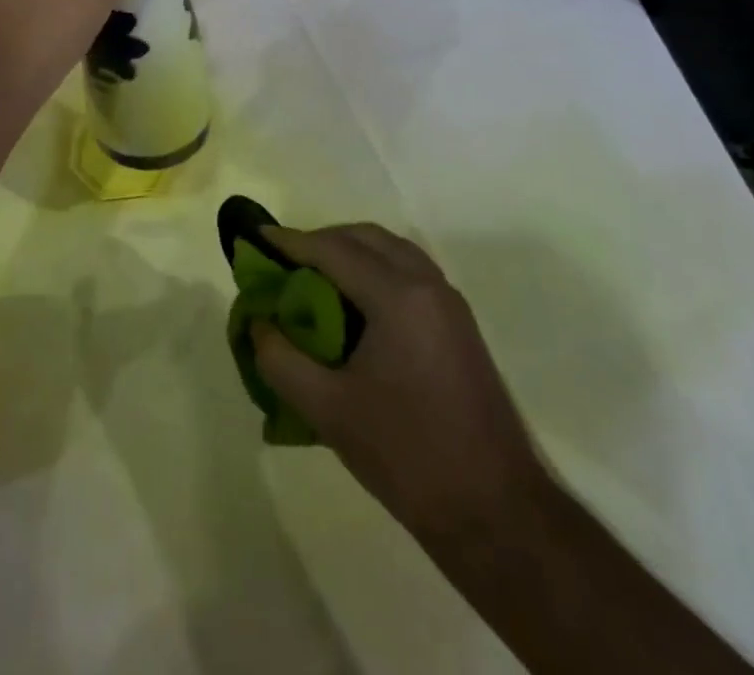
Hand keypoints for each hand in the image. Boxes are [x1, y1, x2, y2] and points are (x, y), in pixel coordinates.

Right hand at [251, 224, 550, 549]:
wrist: (498, 515)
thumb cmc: (408, 455)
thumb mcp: (328, 410)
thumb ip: (280, 361)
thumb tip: (257, 326)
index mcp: (398, 297)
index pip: (333, 250)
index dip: (290, 242)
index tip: (256, 237)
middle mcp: (427, 286)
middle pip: (366, 238)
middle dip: (322, 240)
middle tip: (285, 261)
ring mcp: (450, 305)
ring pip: (392, 251)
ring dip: (352, 251)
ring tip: (315, 278)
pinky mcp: (460, 327)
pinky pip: (410, 273)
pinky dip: (376, 269)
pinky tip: (355, 305)